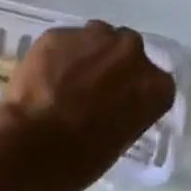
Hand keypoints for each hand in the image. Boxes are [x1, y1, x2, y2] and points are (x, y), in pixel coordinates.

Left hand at [0, 21, 175, 190]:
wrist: (35, 144)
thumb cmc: (83, 157)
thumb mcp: (121, 138)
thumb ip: (126, 109)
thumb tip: (111, 103)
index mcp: (155, 85)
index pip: (153, 81)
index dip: (134, 89)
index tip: (119, 101)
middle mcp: (130, 51)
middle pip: (126, 49)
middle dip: (112, 64)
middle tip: (92, 87)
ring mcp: (93, 36)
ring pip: (95, 37)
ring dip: (86, 53)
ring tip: (65, 79)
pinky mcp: (58, 33)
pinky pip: (64, 41)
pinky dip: (57, 54)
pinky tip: (44, 76)